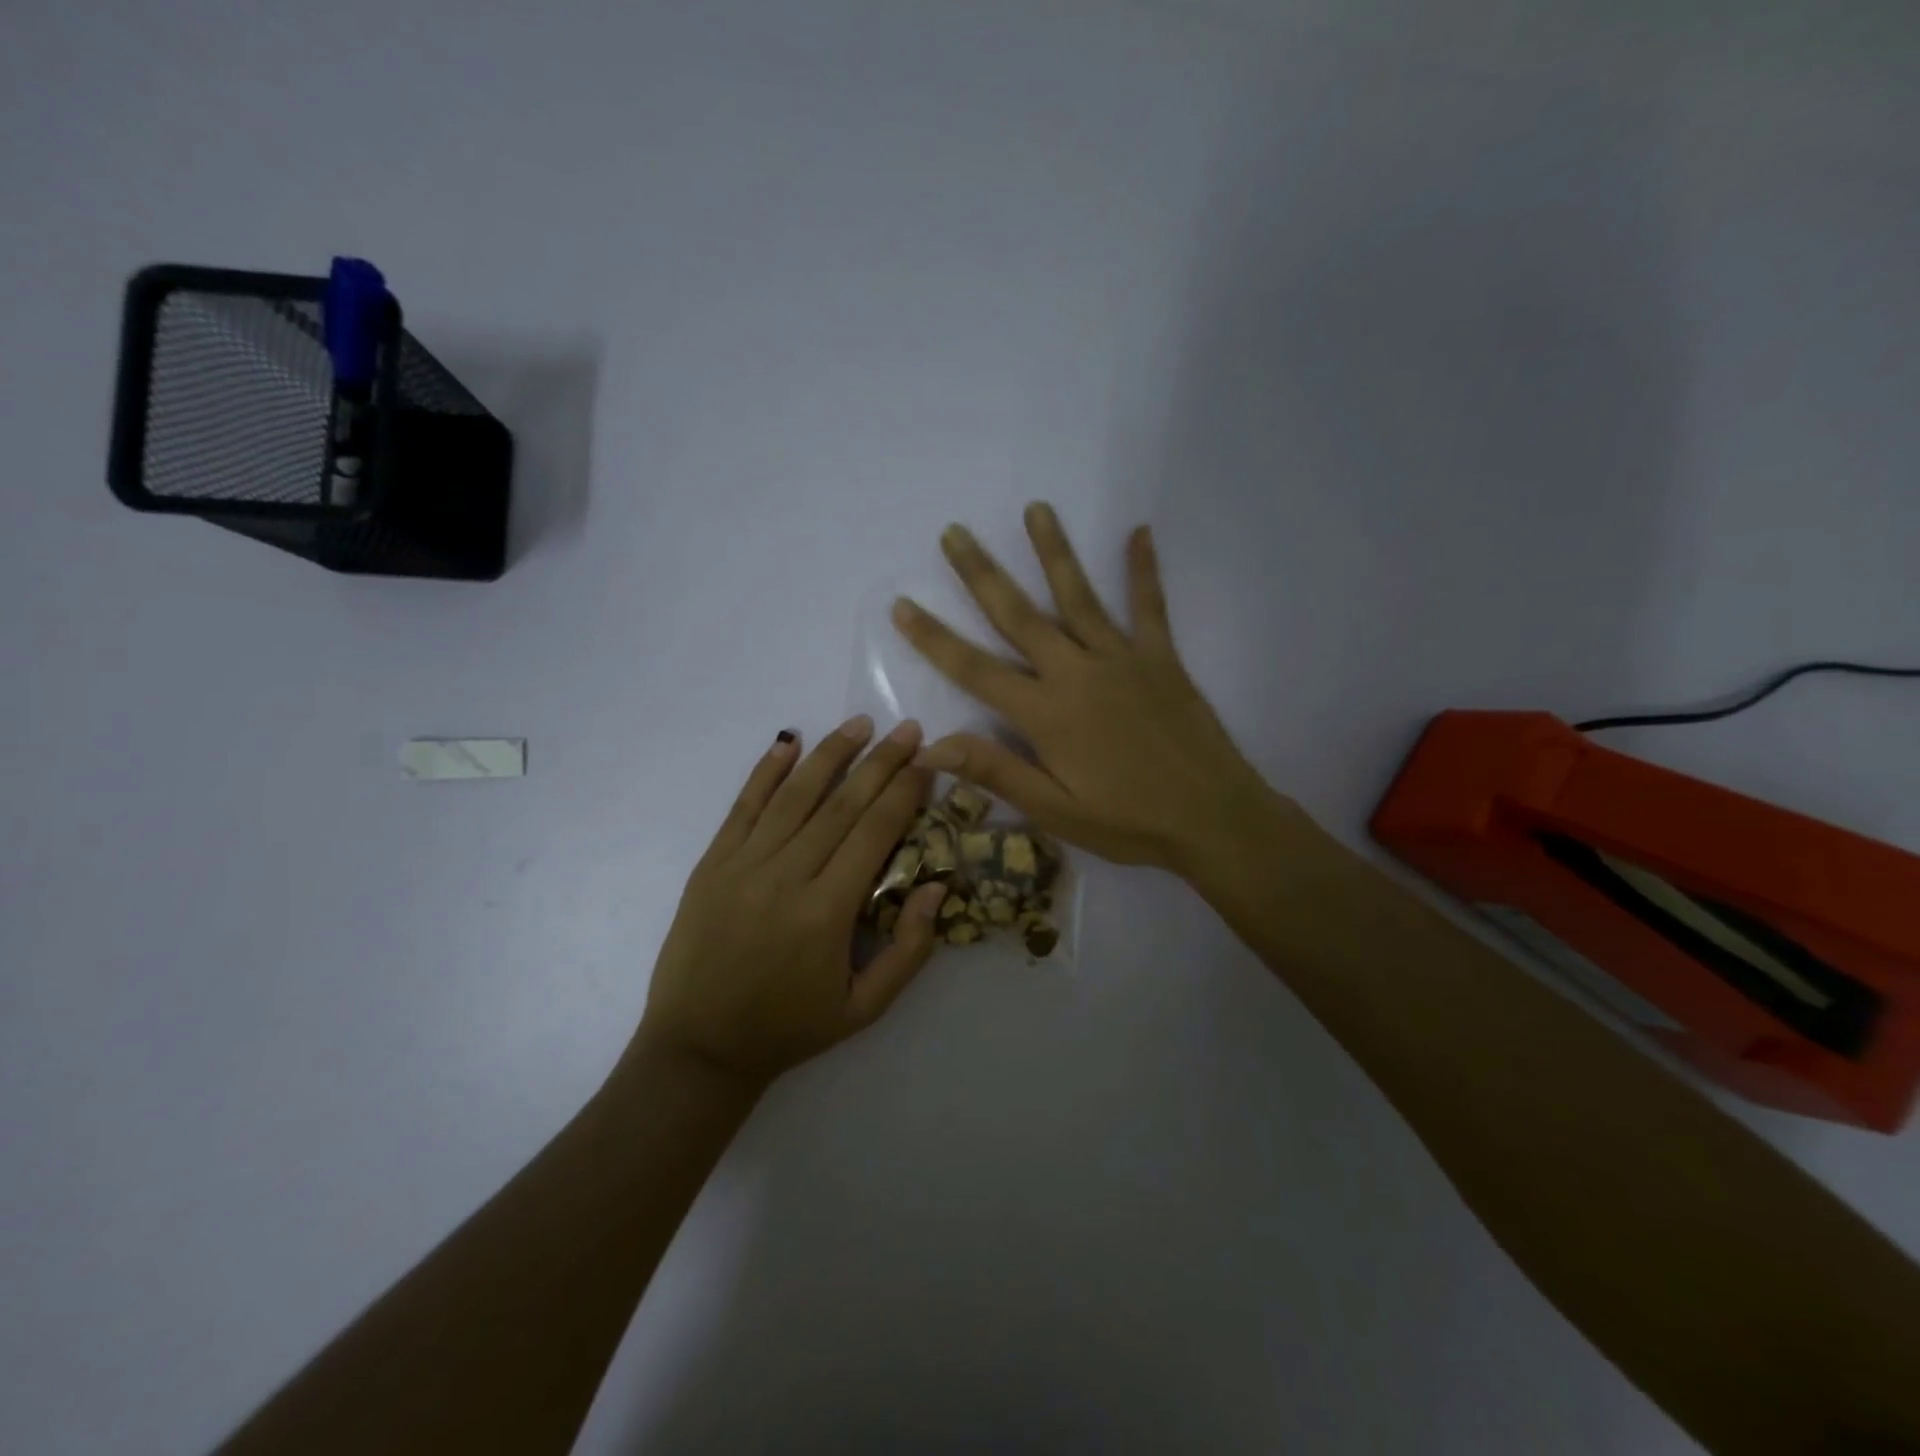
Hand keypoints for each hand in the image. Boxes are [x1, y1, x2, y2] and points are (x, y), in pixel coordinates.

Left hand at [633, 716, 947, 1091]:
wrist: (699, 1048)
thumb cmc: (789, 1029)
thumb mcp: (864, 1009)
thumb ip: (909, 949)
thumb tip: (936, 886)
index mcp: (827, 912)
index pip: (874, 833)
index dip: (904, 792)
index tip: (928, 761)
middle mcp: (786, 876)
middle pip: (841, 804)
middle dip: (880, 762)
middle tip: (908, 729)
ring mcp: (743, 865)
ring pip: (794, 796)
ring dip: (831, 754)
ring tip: (860, 724)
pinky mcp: (712, 864)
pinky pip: (743, 806)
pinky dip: (766, 771)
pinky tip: (788, 741)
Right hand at [891, 504, 1287, 875]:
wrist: (1215, 819)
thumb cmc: (1129, 823)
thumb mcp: (1055, 811)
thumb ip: (995, 771)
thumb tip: (930, 746)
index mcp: (1046, 714)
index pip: (975, 669)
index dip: (934, 638)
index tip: (903, 604)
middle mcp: (1077, 672)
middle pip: (1019, 615)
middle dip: (982, 573)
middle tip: (955, 532)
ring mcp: (1122, 659)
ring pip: (1078, 596)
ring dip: (1053, 551)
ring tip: (1035, 509)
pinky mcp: (1161, 658)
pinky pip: (1149, 605)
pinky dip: (1143, 569)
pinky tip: (1139, 531)